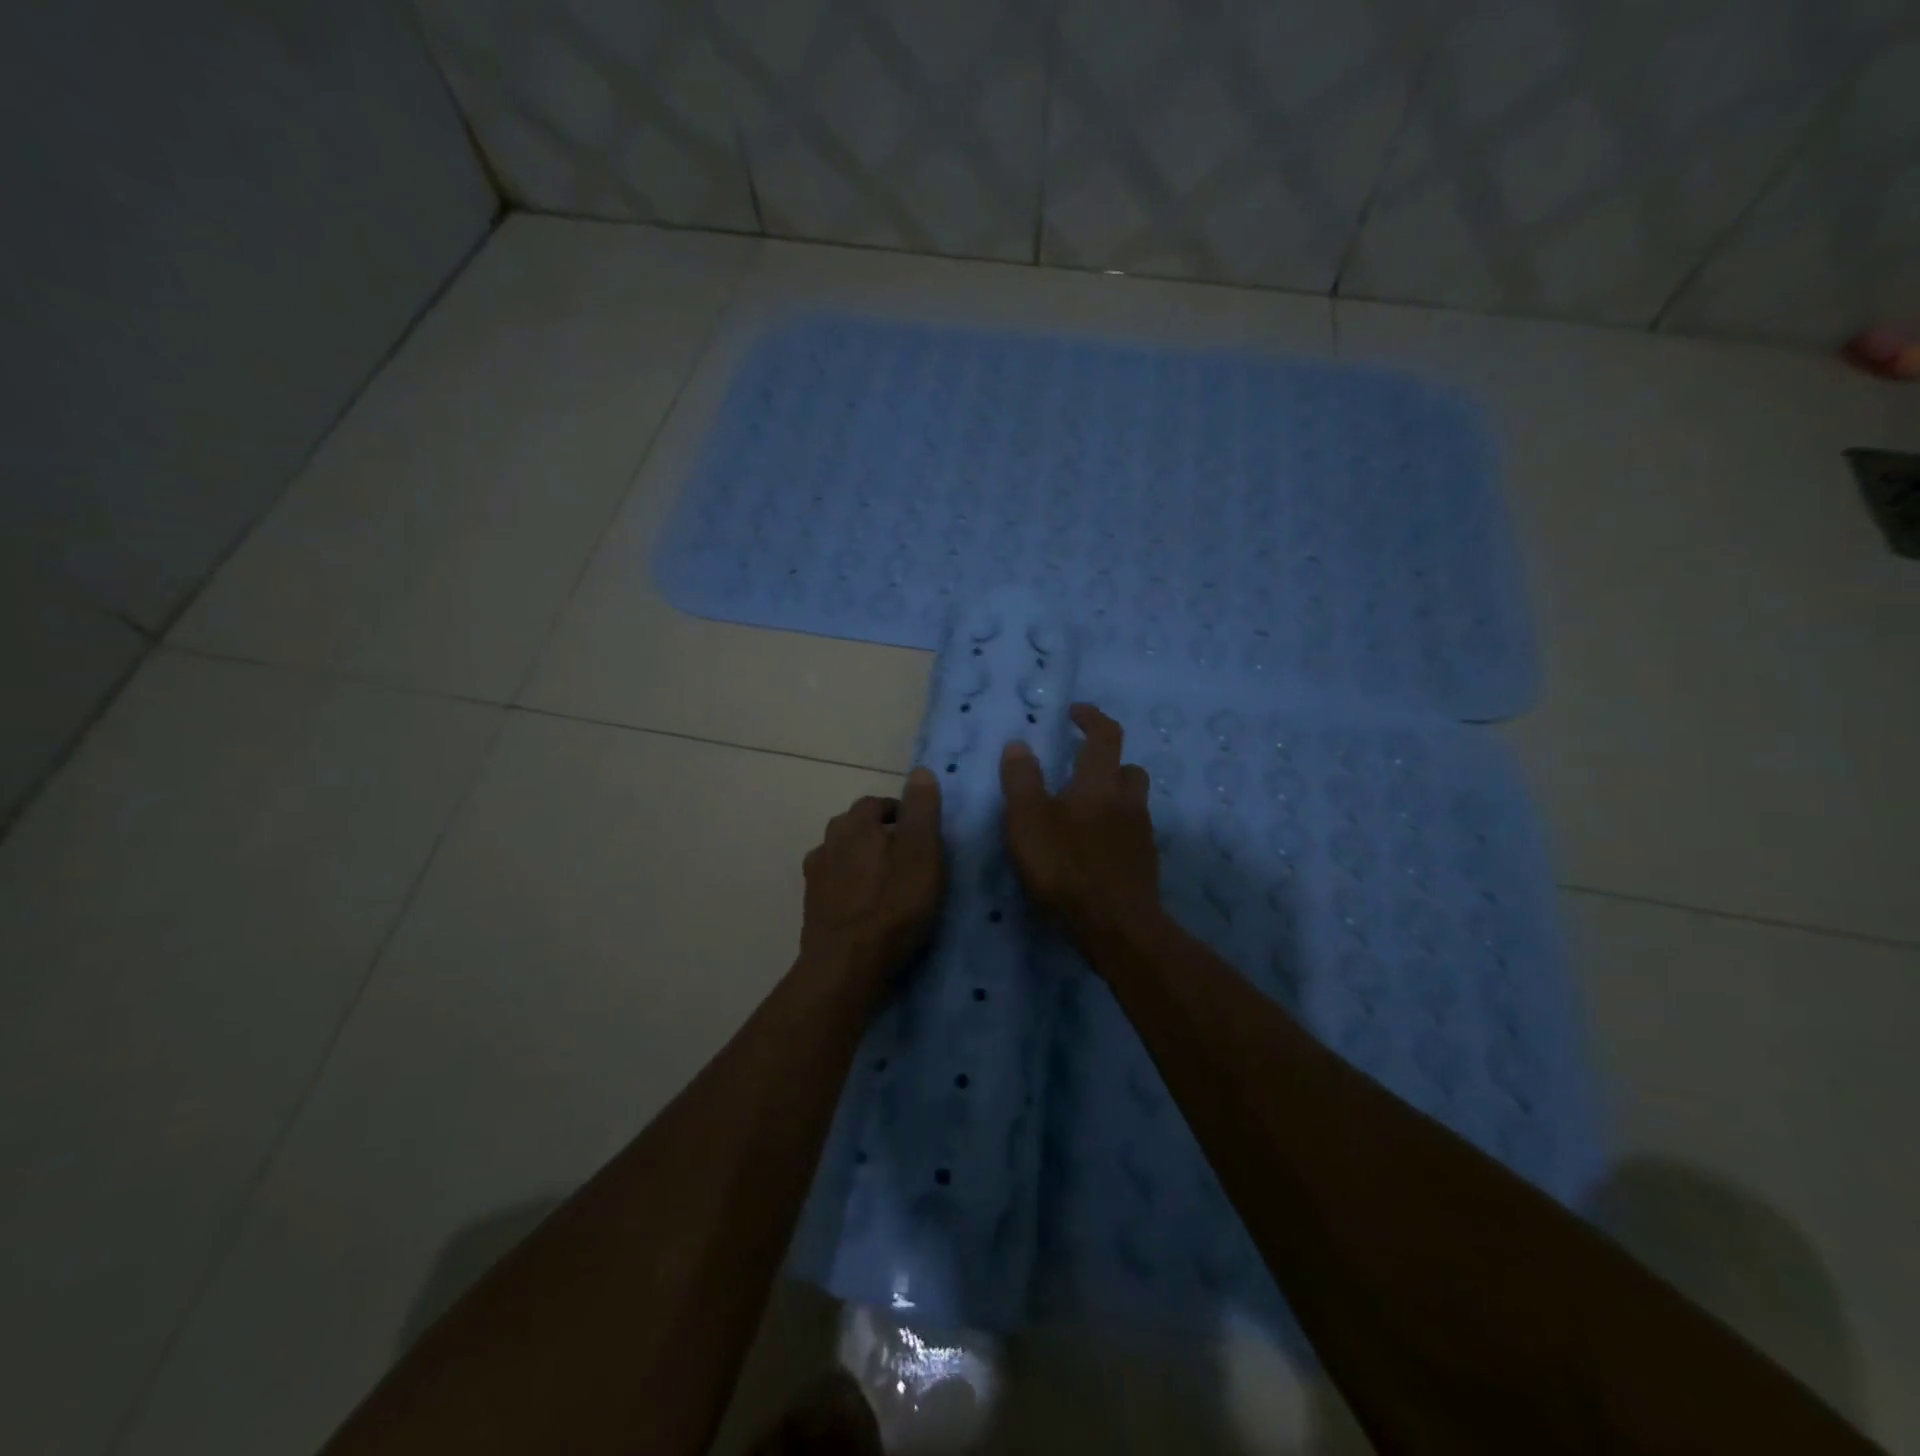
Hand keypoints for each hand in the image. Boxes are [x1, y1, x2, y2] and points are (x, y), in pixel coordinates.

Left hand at [800, 767, 944, 979]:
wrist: (846, 964)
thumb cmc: (893, 906)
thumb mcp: (922, 854)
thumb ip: (922, 811)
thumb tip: (919, 771)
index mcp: (856, 823)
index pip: (877, 802)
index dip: (900, 813)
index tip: (919, 833)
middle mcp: (829, 840)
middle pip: (856, 826)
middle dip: (879, 835)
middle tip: (907, 858)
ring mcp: (816, 874)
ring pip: (842, 854)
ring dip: (862, 861)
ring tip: (886, 884)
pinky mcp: (811, 904)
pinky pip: (833, 883)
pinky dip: (849, 887)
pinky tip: (864, 906)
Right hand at [999, 703, 1160, 949]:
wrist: (1116, 926)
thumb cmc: (1065, 867)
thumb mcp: (1027, 821)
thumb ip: (1021, 781)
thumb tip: (1019, 744)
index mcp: (1098, 783)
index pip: (1105, 735)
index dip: (1091, 718)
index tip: (1075, 713)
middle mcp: (1127, 801)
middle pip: (1127, 768)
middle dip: (1107, 762)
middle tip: (1080, 771)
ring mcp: (1141, 833)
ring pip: (1132, 802)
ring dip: (1113, 797)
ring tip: (1083, 814)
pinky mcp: (1145, 863)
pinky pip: (1131, 833)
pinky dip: (1115, 830)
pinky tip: (1093, 850)